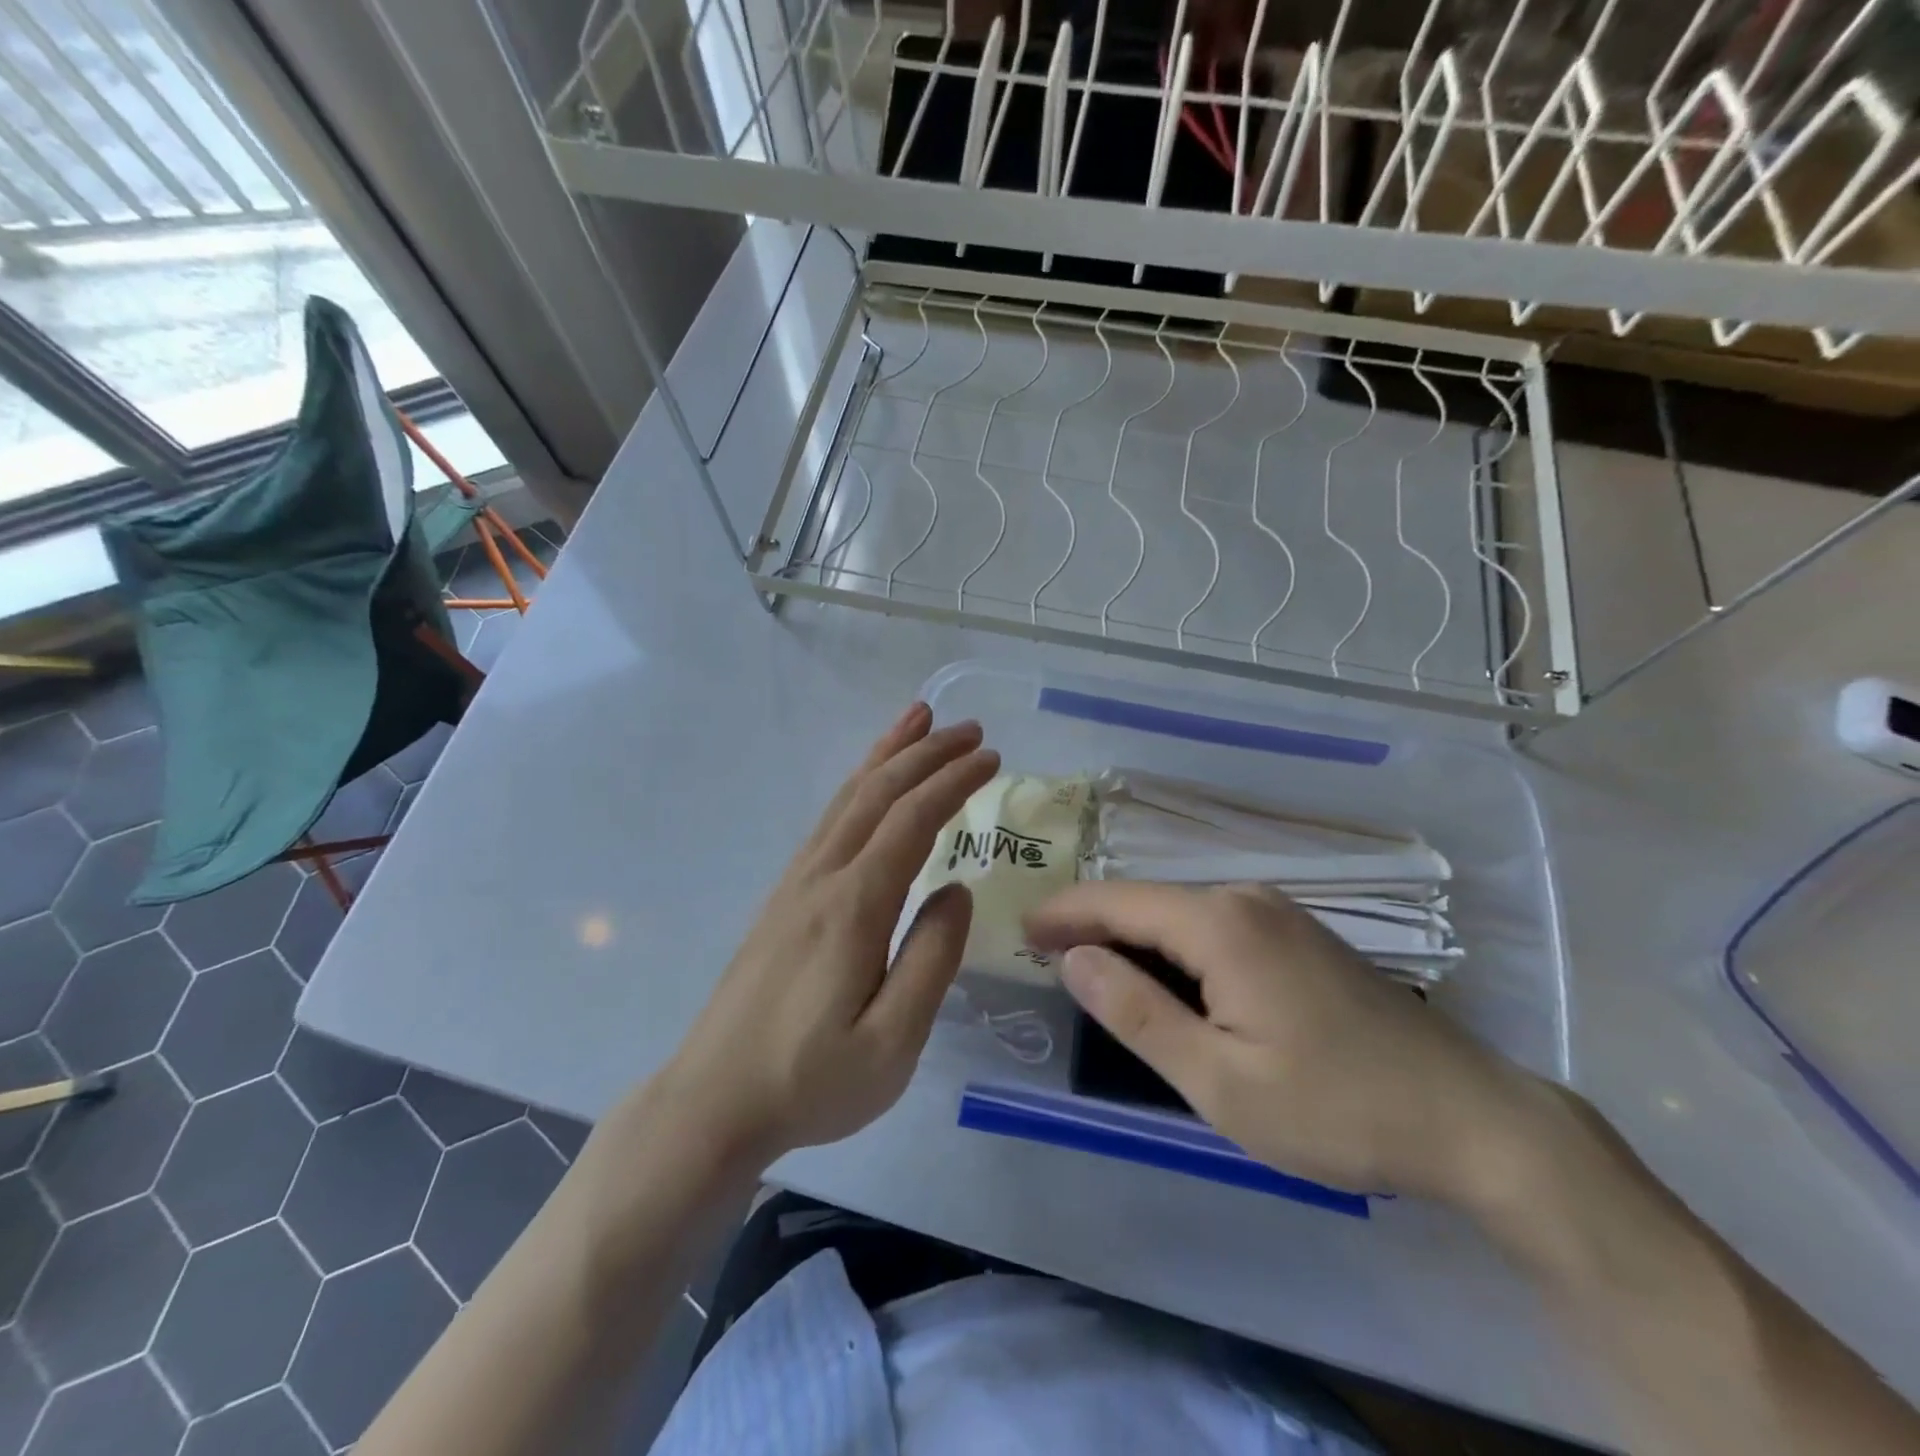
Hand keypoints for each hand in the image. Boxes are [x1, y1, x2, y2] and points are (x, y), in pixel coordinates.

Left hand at [658, 703, 999, 1168]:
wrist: (714, 1100)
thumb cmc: (810, 1081)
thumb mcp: (892, 1044)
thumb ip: (932, 961)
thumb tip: (957, 891)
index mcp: (854, 906)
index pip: (912, 820)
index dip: (953, 782)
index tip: (991, 757)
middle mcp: (822, 877)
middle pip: (877, 793)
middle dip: (926, 754)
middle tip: (970, 729)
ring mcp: (796, 883)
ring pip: (847, 798)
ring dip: (887, 755)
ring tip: (917, 721)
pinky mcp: (783, 897)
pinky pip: (829, 820)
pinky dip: (859, 786)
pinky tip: (870, 786)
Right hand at [1025, 882, 1550, 1206]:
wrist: (1470, 1119)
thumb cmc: (1334, 1108)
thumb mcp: (1218, 1080)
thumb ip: (1136, 1012)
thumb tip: (1074, 958)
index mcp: (1220, 925)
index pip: (1118, 902)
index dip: (1065, 913)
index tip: (1020, 929)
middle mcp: (1245, 900)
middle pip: (1147, 900)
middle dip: (1092, 920)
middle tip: (1043, 949)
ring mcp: (1279, 913)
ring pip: (1180, 910)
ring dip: (1131, 931)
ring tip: (1087, 959)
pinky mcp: (1299, 934)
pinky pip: (1214, 923)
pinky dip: (1171, 940)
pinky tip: (1160, 968)